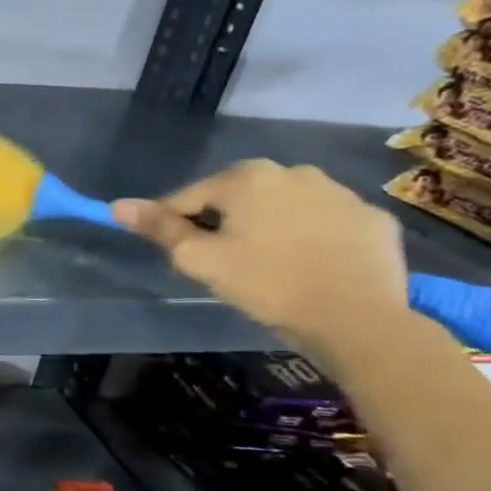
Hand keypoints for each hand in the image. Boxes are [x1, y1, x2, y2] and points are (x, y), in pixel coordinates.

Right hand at [111, 160, 407, 353]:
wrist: (357, 319)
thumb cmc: (266, 283)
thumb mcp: (199, 259)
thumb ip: (159, 228)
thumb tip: (117, 205)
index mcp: (247, 177)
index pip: (189, 197)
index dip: (174, 225)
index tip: (179, 254)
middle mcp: (295, 171)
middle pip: (238, 197)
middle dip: (224, 222)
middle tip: (223, 262)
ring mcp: (341, 193)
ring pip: (283, 206)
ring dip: (268, 226)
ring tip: (267, 264)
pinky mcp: (372, 218)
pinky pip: (324, 222)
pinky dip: (310, 236)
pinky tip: (308, 265)